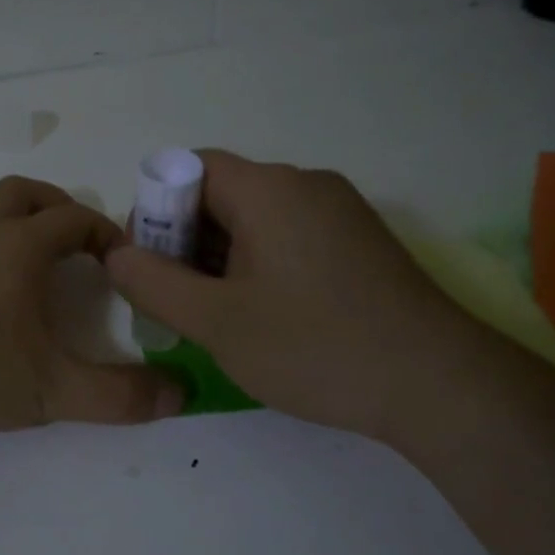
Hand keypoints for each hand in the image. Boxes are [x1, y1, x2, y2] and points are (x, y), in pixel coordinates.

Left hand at [0, 177, 186, 434]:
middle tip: (68, 231)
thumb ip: (121, 396)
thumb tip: (182, 394)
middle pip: (18, 193)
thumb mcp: (52, 393)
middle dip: (51, 205)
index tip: (117, 253)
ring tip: (2, 225)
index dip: (102, 230)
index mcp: (16, 248)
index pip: (72, 220)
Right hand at [106, 150, 478, 437]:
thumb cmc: (314, 346)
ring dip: (221, 258)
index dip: (154, 210)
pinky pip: (289, 238)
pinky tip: (262, 316)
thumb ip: (153, 283)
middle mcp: (306, 184)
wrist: (437, 385)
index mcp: (268, 188)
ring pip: (256, 219)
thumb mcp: (216, 322)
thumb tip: (116, 254)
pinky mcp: (360, 243)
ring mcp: (340, 212)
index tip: (146, 265)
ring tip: (215, 316)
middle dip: (184, 240)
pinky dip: (259, 265)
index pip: (188, 169)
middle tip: (174, 300)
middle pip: (222, 193)